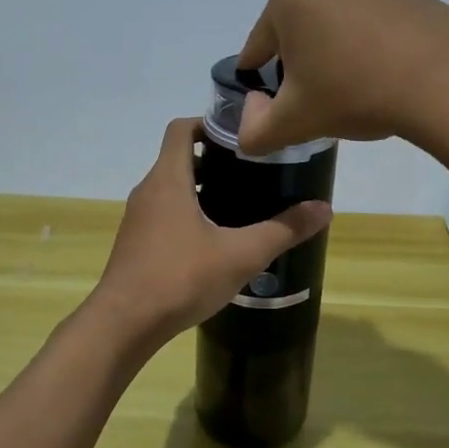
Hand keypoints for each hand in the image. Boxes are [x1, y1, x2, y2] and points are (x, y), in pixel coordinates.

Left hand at [89, 118, 332, 341]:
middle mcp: (148, 191)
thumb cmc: (180, 277)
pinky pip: (164, 214)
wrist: (124, 324)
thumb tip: (325, 208)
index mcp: (168, 179)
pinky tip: (215, 242)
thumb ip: (283, 230)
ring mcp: (138, 219)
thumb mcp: (241, 254)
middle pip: (179, 158)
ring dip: (202, 189)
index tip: (243, 138)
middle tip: (253, 172)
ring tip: (241, 205)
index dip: (210, 123)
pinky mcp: (136, 244)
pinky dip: (188, 214)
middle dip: (215, 160)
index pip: (181, 128)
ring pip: (172, 189)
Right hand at [236, 0, 448, 155]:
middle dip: (299, 60)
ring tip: (351, 86)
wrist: (444, 81)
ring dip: (333, 48)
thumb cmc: (354, 93)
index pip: (258, 46)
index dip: (259, 79)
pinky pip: (370, 20)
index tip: (271, 104)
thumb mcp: (293, 123)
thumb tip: (251, 116)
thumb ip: (254, 131)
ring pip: (333, 21)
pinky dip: (367, 42)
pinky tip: (382, 73)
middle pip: (296, 28)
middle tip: (316, 97)